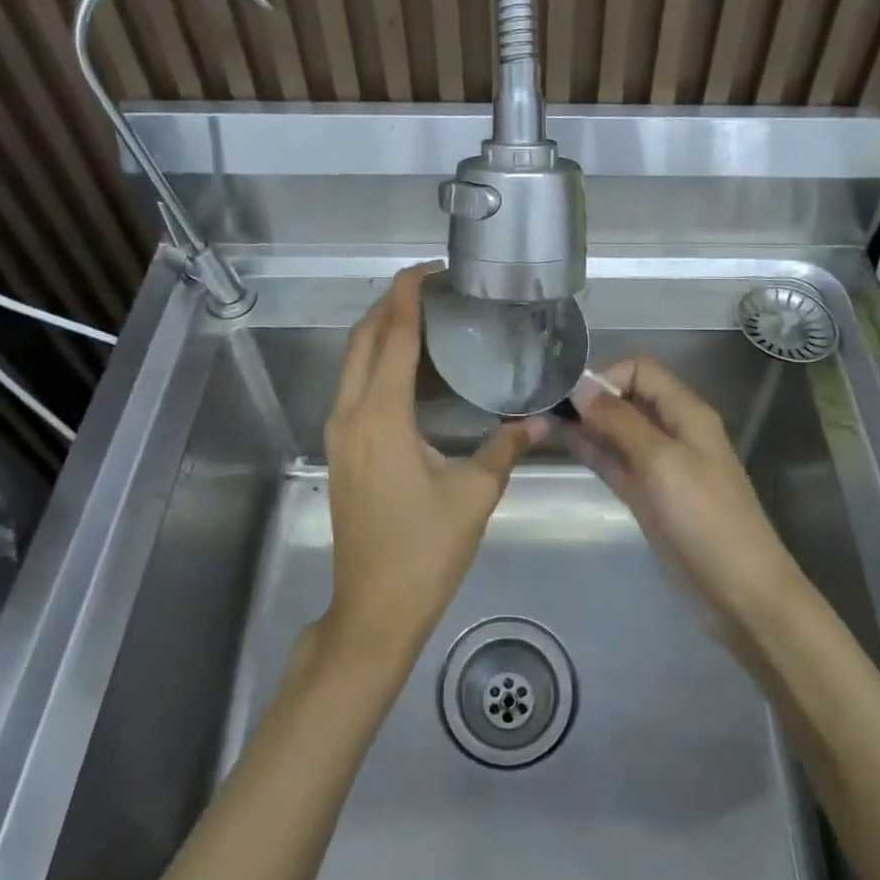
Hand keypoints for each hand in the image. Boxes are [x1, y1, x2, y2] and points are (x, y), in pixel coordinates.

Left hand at [320, 264, 543, 667]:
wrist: (373, 609)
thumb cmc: (425, 550)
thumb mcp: (475, 493)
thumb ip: (507, 447)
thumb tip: (541, 420)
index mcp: (381, 415)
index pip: (391, 334)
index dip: (409, 294)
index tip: (435, 270)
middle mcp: (350, 413)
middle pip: (363, 337)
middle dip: (392, 303)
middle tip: (435, 287)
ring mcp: (338, 432)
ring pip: (353, 360)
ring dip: (382, 330)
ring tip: (426, 317)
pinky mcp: (340, 449)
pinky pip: (354, 385)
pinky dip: (377, 360)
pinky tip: (411, 368)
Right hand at [568, 357, 800, 626]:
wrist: (738, 590)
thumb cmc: (705, 517)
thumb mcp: (661, 461)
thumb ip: (620, 421)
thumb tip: (581, 386)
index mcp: (685, 412)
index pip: (640, 370)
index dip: (606, 377)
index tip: (571, 397)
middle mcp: (672, 430)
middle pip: (626, 398)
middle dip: (590, 398)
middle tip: (547, 408)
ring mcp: (658, 464)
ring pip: (617, 431)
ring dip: (586, 424)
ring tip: (543, 421)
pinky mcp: (647, 494)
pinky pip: (615, 461)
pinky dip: (592, 450)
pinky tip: (563, 444)